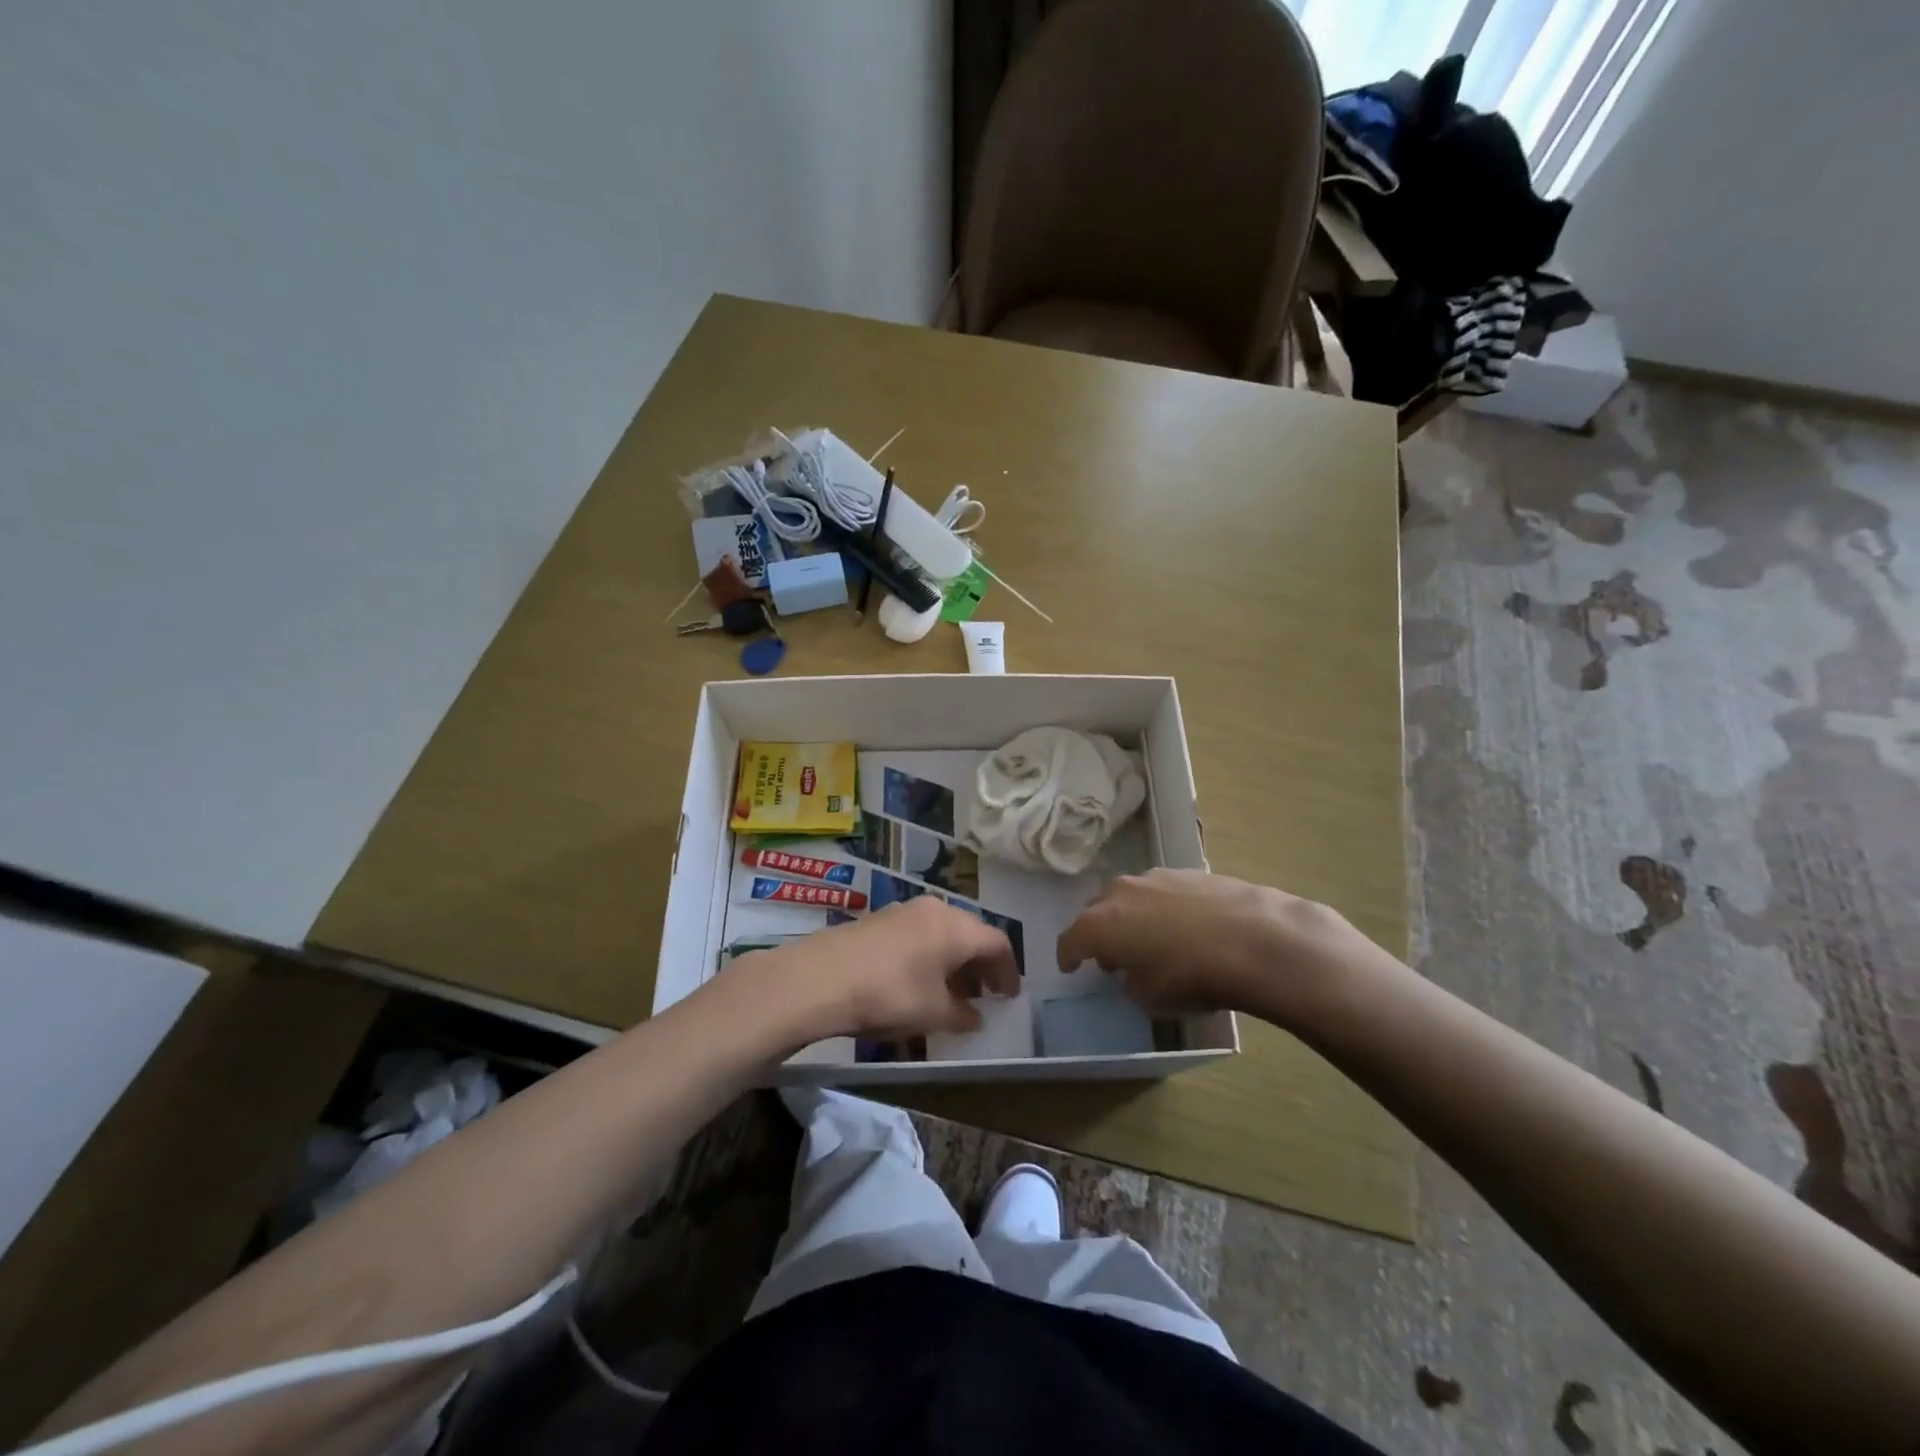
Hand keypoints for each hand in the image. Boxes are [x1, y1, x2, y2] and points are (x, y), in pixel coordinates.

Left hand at [742, 897, 1021, 1046]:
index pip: (997, 943)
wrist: (821, 977)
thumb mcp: (933, 1013)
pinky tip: (919, 981)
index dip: (1008, 970)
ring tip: (953, 991)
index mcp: (957, 927)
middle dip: (981, 964)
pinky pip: (918, 934)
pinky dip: (929, 955)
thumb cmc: (890, 994)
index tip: (1010, 996)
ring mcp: (904, 910)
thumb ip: (962, 1015)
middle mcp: (935, 910)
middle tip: (986, 993)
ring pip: (942, 932)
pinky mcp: (879, 919)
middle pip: (970, 933)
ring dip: (954, 960)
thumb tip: (975, 1017)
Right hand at [1056, 869, 1354, 1018]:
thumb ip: (1130, 983)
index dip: (1068, 957)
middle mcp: (1120, 892)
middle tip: (1113, 955)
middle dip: (1100, 931)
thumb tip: (1133, 972)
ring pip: (1131, 896)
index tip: (1071, 968)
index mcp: (1100, 924)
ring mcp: (1155, 877)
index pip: (1070, 940)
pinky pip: (1163, 892)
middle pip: (1097, 910)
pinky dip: (1164, 908)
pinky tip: (1185, 927)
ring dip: (1132, 916)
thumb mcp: (1150, 998)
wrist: (1254, 939)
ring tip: (1151, 938)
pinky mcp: (1189, 872)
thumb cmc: (1191, 976)